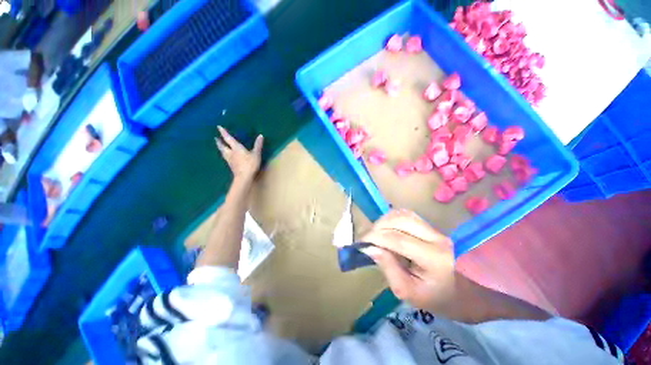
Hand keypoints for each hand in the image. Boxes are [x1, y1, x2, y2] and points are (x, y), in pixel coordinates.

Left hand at [215, 126, 263, 183]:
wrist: (244, 177)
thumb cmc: (250, 164)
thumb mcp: (256, 154)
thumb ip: (258, 145)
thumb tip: (260, 135)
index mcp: (236, 148)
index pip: (228, 138)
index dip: (223, 132)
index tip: (218, 127)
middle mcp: (231, 153)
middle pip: (222, 146)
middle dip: (219, 142)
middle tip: (216, 139)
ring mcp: (230, 160)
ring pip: (223, 153)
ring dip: (220, 148)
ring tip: (220, 146)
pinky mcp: (231, 166)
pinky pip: (226, 158)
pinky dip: (224, 155)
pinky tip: (226, 157)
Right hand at [361, 209, 455, 310]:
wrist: (474, 296)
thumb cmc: (442, 300)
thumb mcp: (411, 294)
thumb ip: (389, 270)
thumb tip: (371, 249)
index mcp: (434, 259)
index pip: (398, 239)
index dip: (375, 238)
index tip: (361, 243)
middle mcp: (435, 238)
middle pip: (400, 220)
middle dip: (378, 226)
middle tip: (368, 239)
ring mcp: (436, 230)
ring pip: (404, 214)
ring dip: (385, 221)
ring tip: (376, 233)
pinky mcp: (433, 228)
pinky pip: (408, 215)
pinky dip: (393, 218)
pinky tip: (388, 229)